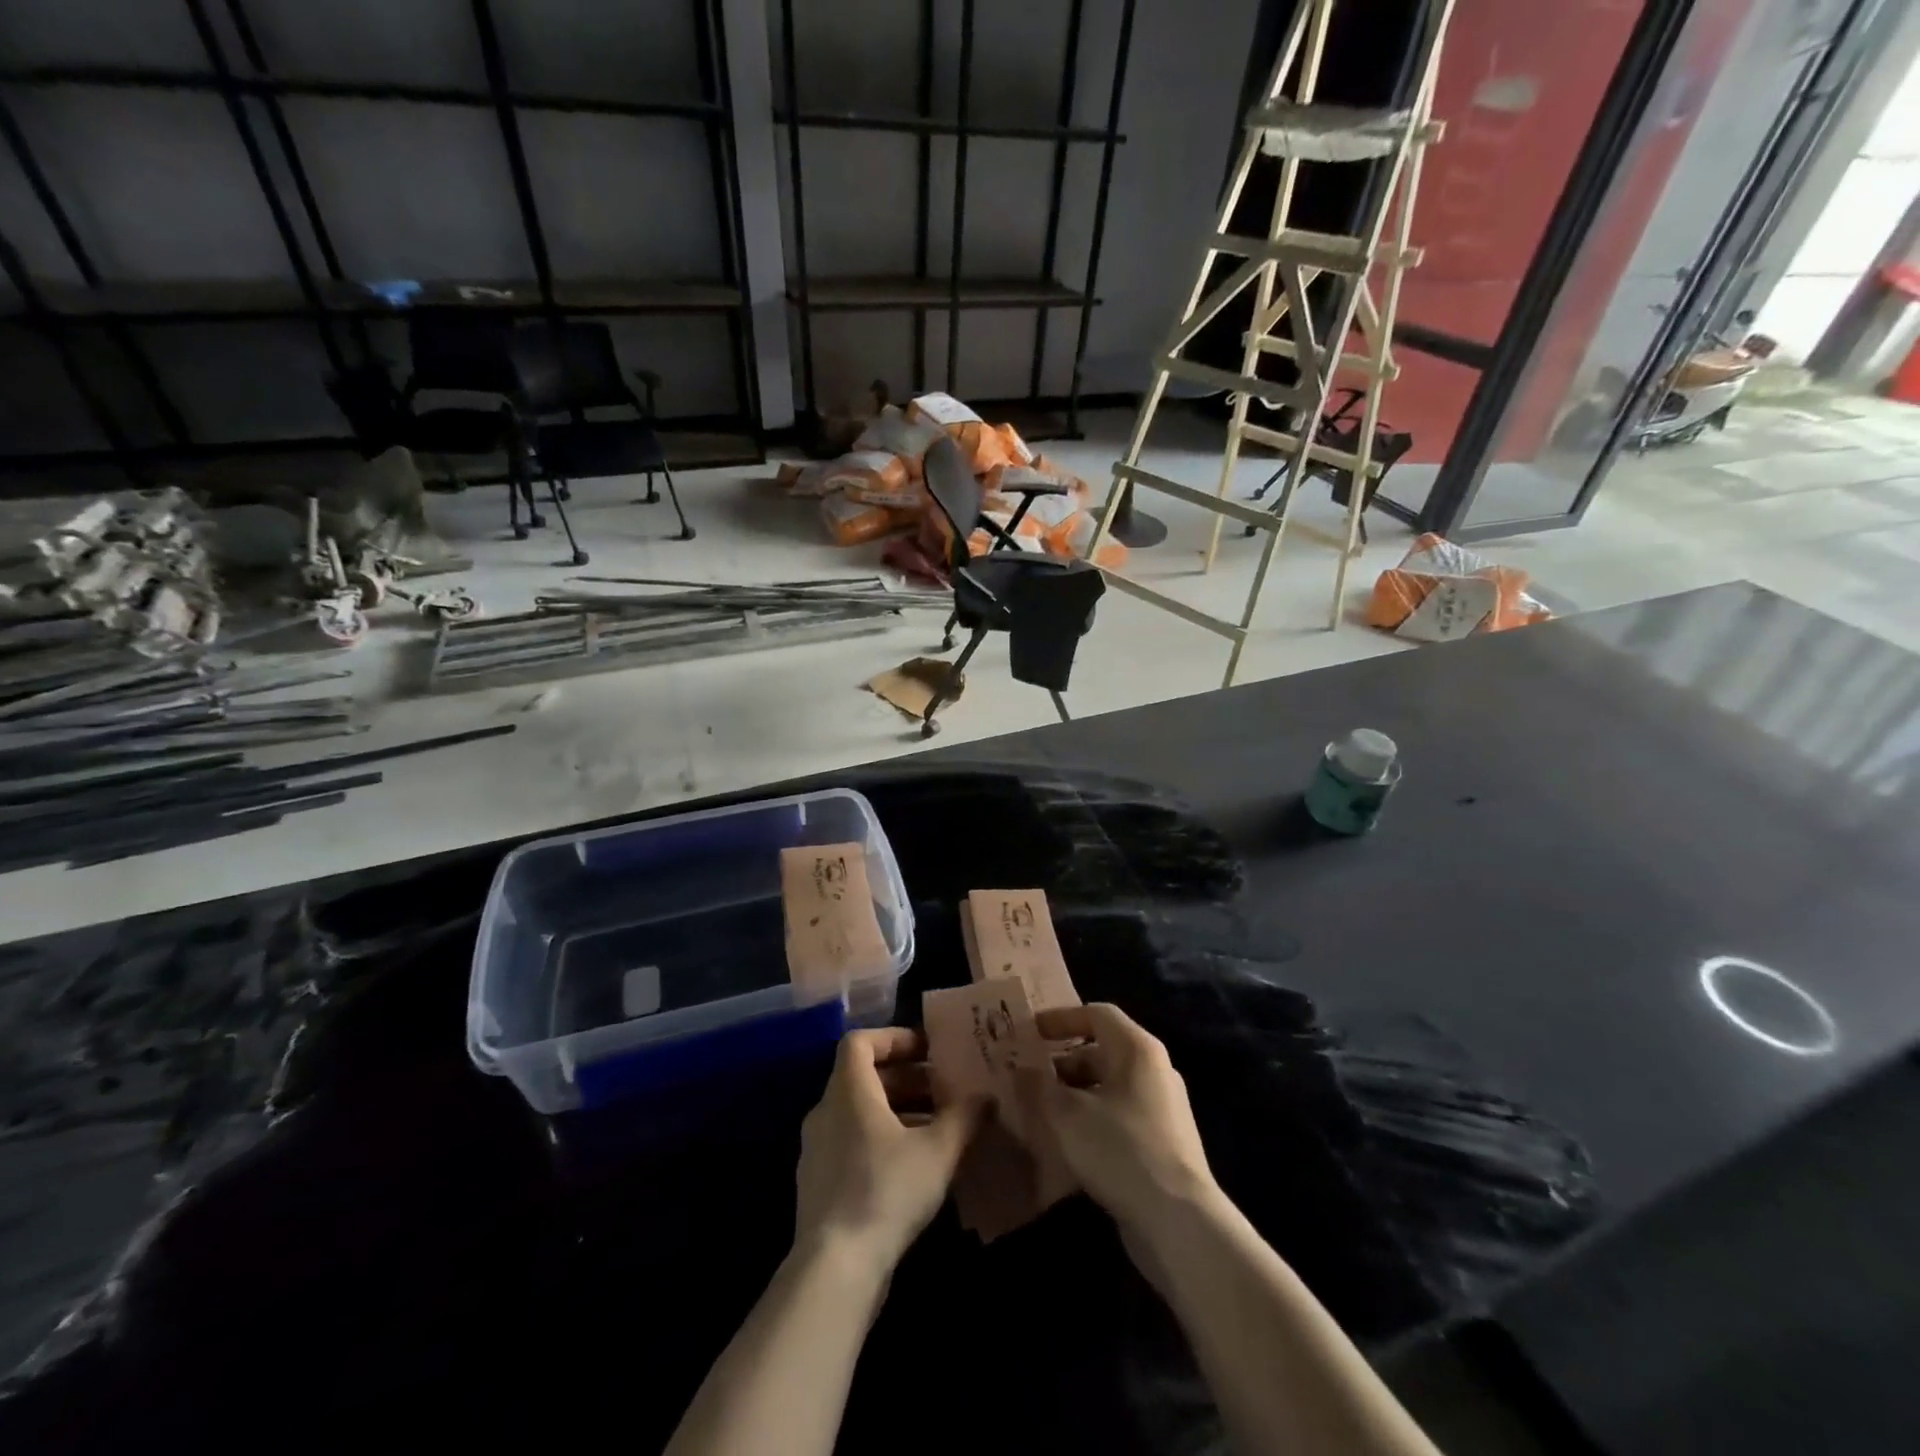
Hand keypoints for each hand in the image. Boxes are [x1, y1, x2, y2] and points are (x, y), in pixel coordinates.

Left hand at [794, 1028, 980, 1276]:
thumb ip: (964, 1117)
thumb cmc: (886, 1191)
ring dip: (898, 1112)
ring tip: (937, 1129)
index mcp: (848, 1091)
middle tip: (944, 1091)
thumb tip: (986, 1097)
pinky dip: (882, 1141)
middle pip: (863, 1077)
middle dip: (907, 1079)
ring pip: (860, 1113)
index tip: (927, 1050)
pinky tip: (914, 1167)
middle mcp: (825, 1112)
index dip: (894, 1038)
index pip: (860, 1041)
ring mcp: (817, 1150)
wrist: (834, 1269)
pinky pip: (852, 1143)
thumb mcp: (937, 1150)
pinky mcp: (819, 1184)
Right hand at [1016, 1003, 1217, 1236]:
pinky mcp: (1162, 1143)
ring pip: (1107, 1088)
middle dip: (1061, 1063)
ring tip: (1038, 1112)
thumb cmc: (1120, 1150)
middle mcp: (1153, 1070)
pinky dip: (1090, 1120)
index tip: (1030, 1032)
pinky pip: (1118, 1117)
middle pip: (1101, 1052)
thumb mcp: (1067, 1115)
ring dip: (1072, 1095)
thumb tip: (1019, 1070)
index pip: (1096, 1014)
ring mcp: (1161, 1108)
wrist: (1178, 1222)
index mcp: (1137, 1049)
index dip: (1060, 1018)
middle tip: (1026, 1078)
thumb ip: (1038, 1087)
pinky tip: (1065, 1144)